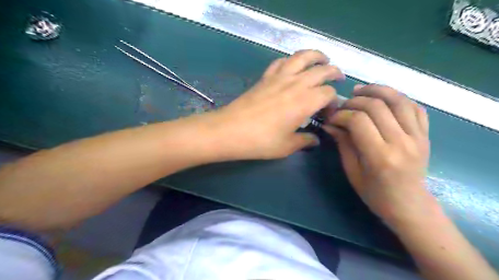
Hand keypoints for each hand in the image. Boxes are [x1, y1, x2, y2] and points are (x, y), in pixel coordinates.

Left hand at [210, 49, 343, 160]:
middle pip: (321, 70)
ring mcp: (279, 77)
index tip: (329, 112)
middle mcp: (296, 84)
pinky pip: (280, 61)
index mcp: (305, 101)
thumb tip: (315, 140)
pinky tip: (292, 65)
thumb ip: (304, 141)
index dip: (334, 101)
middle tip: (339, 77)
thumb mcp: (287, 146)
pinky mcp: (265, 77)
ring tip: (323, 59)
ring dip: (316, 55)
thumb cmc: (260, 141)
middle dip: (334, 72)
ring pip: (302, 57)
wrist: (230, 130)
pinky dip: (290, 60)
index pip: (328, 94)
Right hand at [323, 85, 432, 228]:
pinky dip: (397, 97)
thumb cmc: (374, 193)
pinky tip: (383, 98)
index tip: (332, 117)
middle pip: (377, 106)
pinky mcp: (426, 135)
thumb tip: (329, 123)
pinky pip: (414, 107)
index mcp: (380, 156)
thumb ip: (343, 143)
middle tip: (343, 105)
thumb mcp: (352, 170)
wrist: (408, 204)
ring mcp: (418, 137)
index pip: (358, 121)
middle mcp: (402, 142)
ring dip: (377, 90)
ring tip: (360, 91)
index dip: (341, 114)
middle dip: (355, 101)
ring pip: (398, 100)